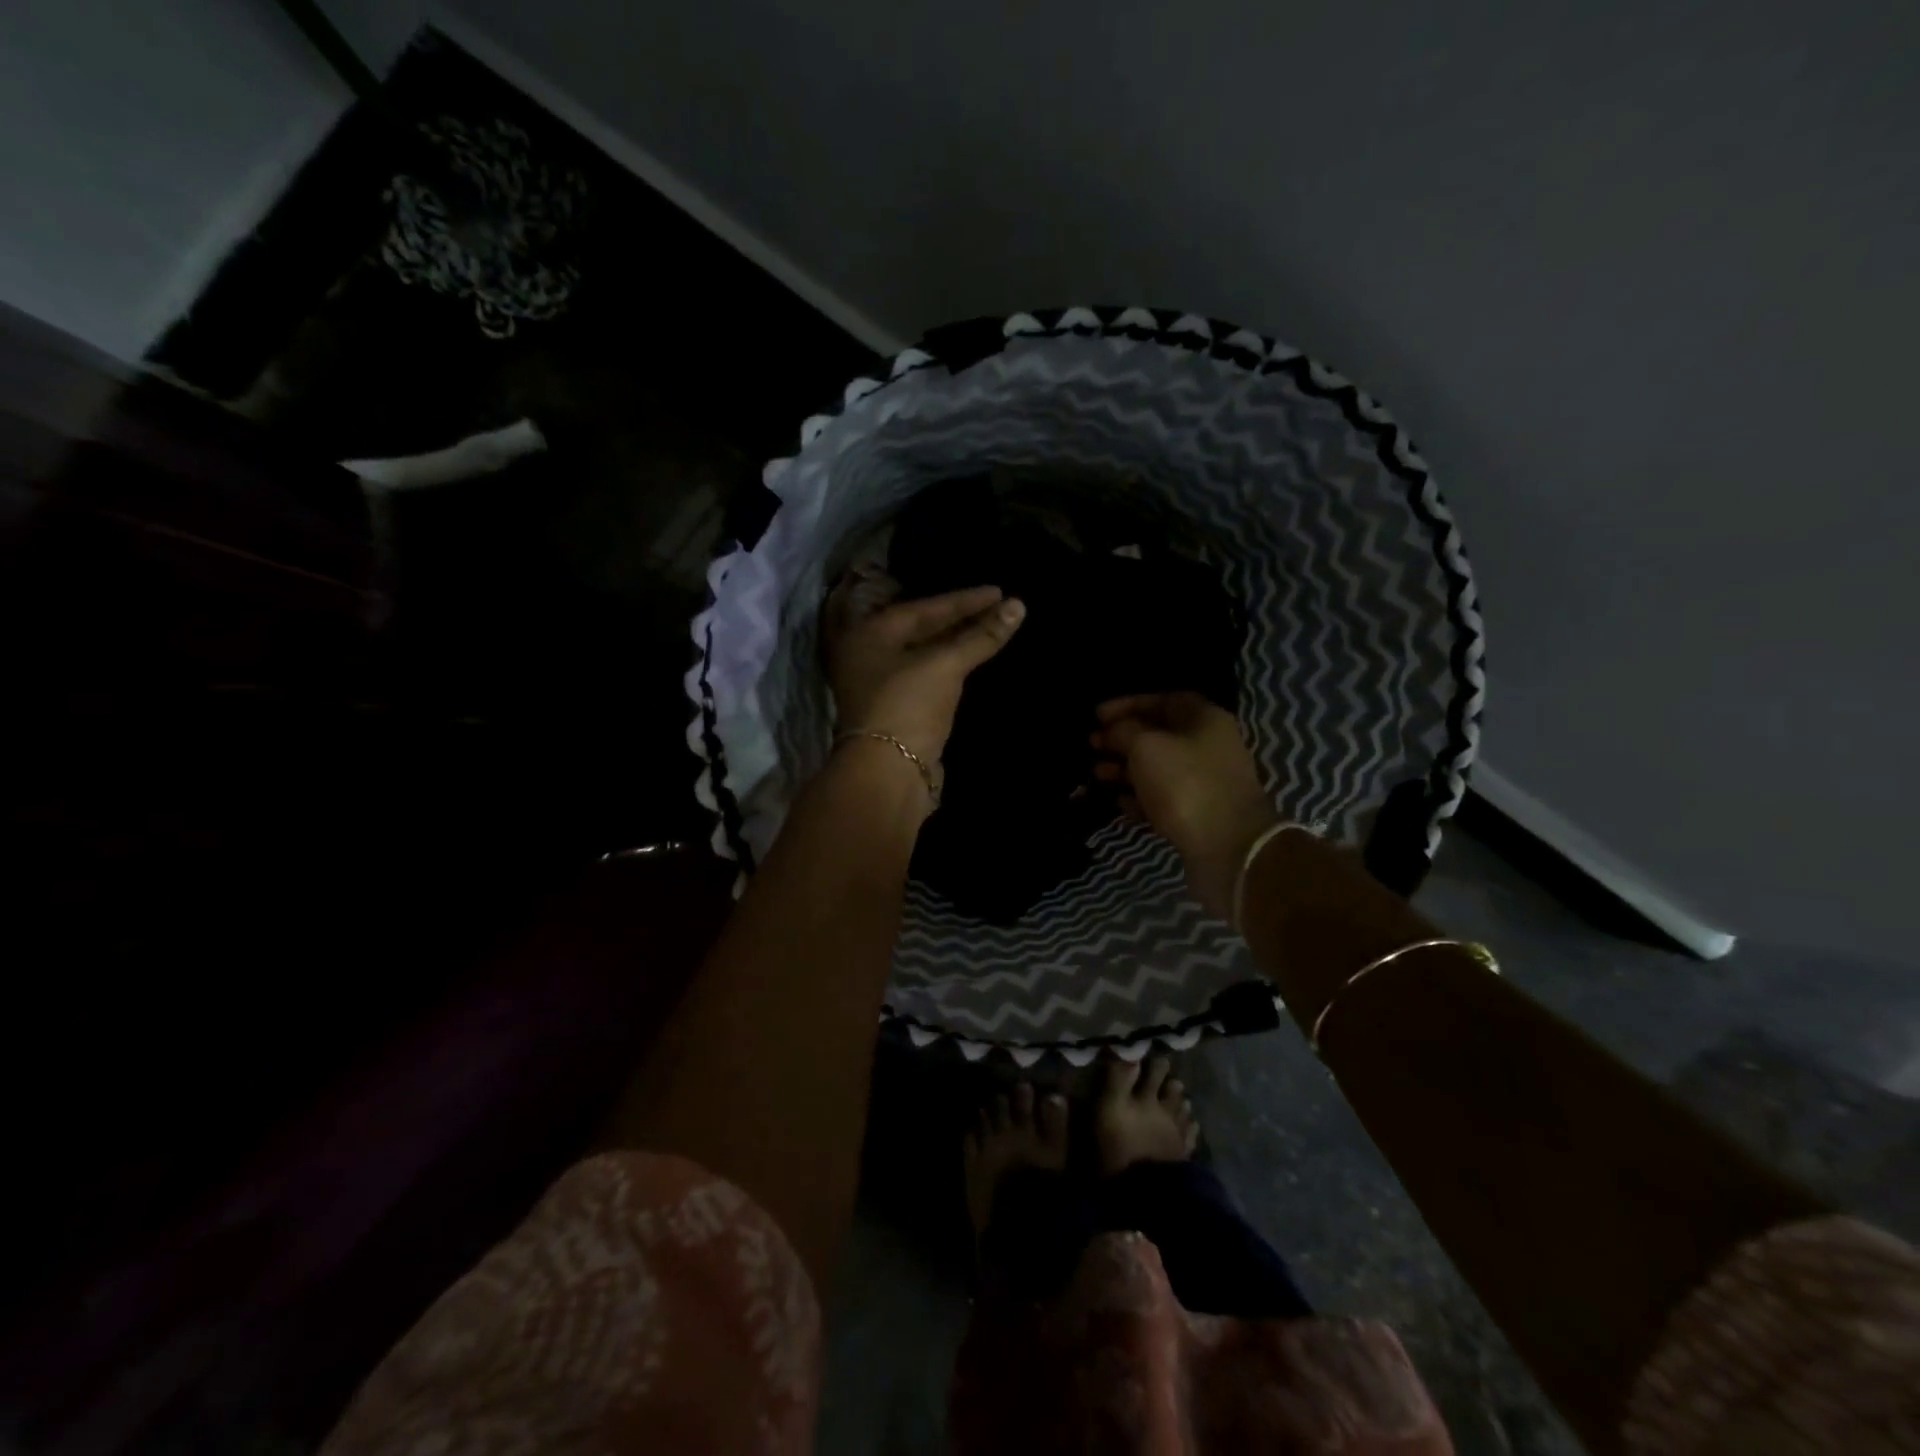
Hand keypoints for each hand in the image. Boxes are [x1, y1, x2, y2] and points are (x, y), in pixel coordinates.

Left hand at [824, 581, 1026, 767]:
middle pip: (921, 630)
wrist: (888, 773)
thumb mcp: (946, 665)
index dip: (964, 600)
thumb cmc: (909, 705)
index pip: (924, 608)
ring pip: (925, 655)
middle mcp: (868, 656)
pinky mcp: (896, 710)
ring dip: (958, 644)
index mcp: (869, 635)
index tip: (999, 592)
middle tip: (999, 608)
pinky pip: (928, 677)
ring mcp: (880, 686)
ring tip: (992, 629)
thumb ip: (980, 636)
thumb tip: (1018, 606)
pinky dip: (951, 667)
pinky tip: (973, 661)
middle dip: (961, 620)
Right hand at [1091, 692, 1279, 919]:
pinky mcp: (1197, 814)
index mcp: (1204, 720)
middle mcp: (1208, 746)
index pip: (1164, 700)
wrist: (1228, 847)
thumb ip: (1124, 730)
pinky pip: (1162, 798)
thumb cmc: (1185, 784)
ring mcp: (1204, 782)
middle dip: (1122, 738)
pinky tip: (1118, 803)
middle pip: (1159, 734)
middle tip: (1092, 745)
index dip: (1129, 703)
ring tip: (1097, 774)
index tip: (1098, 716)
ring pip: (1157, 768)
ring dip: (1125, 768)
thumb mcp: (1146, 746)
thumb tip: (1113, 731)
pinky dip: (1139, 797)